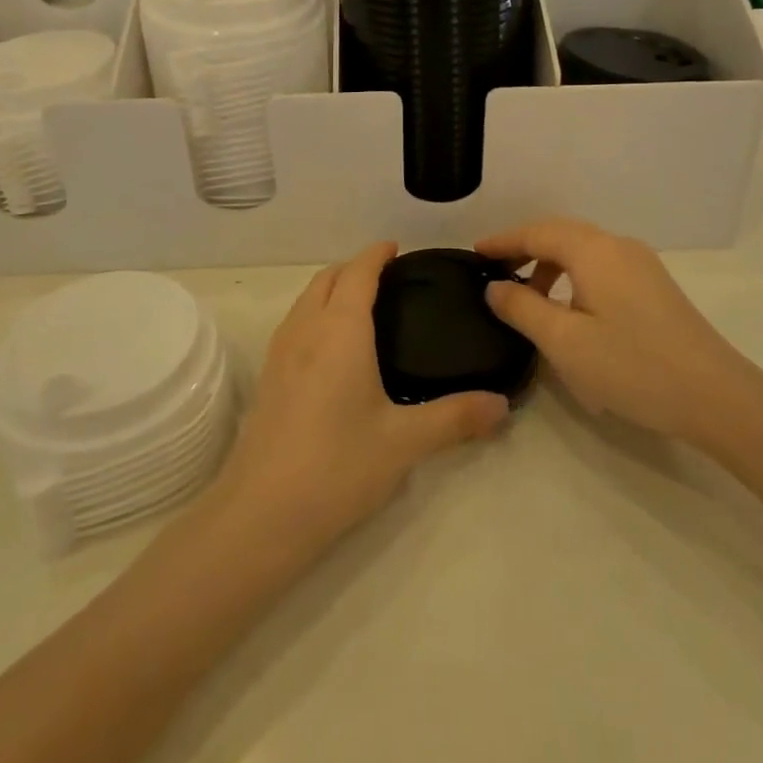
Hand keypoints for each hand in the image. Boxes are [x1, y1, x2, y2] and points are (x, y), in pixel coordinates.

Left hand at [219, 242, 508, 550]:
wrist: (261, 514)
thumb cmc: (337, 466)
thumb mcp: (405, 442)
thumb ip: (455, 418)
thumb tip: (502, 405)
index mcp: (340, 330)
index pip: (358, 273)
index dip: (376, 254)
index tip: (396, 248)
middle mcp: (305, 330)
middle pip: (326, 278)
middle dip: (354, 267)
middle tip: (388, 278)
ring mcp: (279, 354)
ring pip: (305, 300)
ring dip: (331, 289)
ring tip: (362, 307)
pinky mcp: (267, 379)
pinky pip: (294, 324)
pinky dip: (315, 314)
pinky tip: (333, 349)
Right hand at [477, 218, 761, 442]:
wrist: (716, 396)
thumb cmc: (633, 366)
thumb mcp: (565, 342)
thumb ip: (522, 308)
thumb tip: (494, 286)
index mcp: (594, 250)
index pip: (537, 232)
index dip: (503, 241)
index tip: (473, 254)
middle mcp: (618, 246)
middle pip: (561, 234)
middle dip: (525, 249)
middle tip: (494, 273)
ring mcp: (642, 264)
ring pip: (583, 250)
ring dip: (550, 264)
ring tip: (528, 298)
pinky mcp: (654, 286)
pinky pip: (601, 266)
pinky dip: (573, 276)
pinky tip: (568, 309)